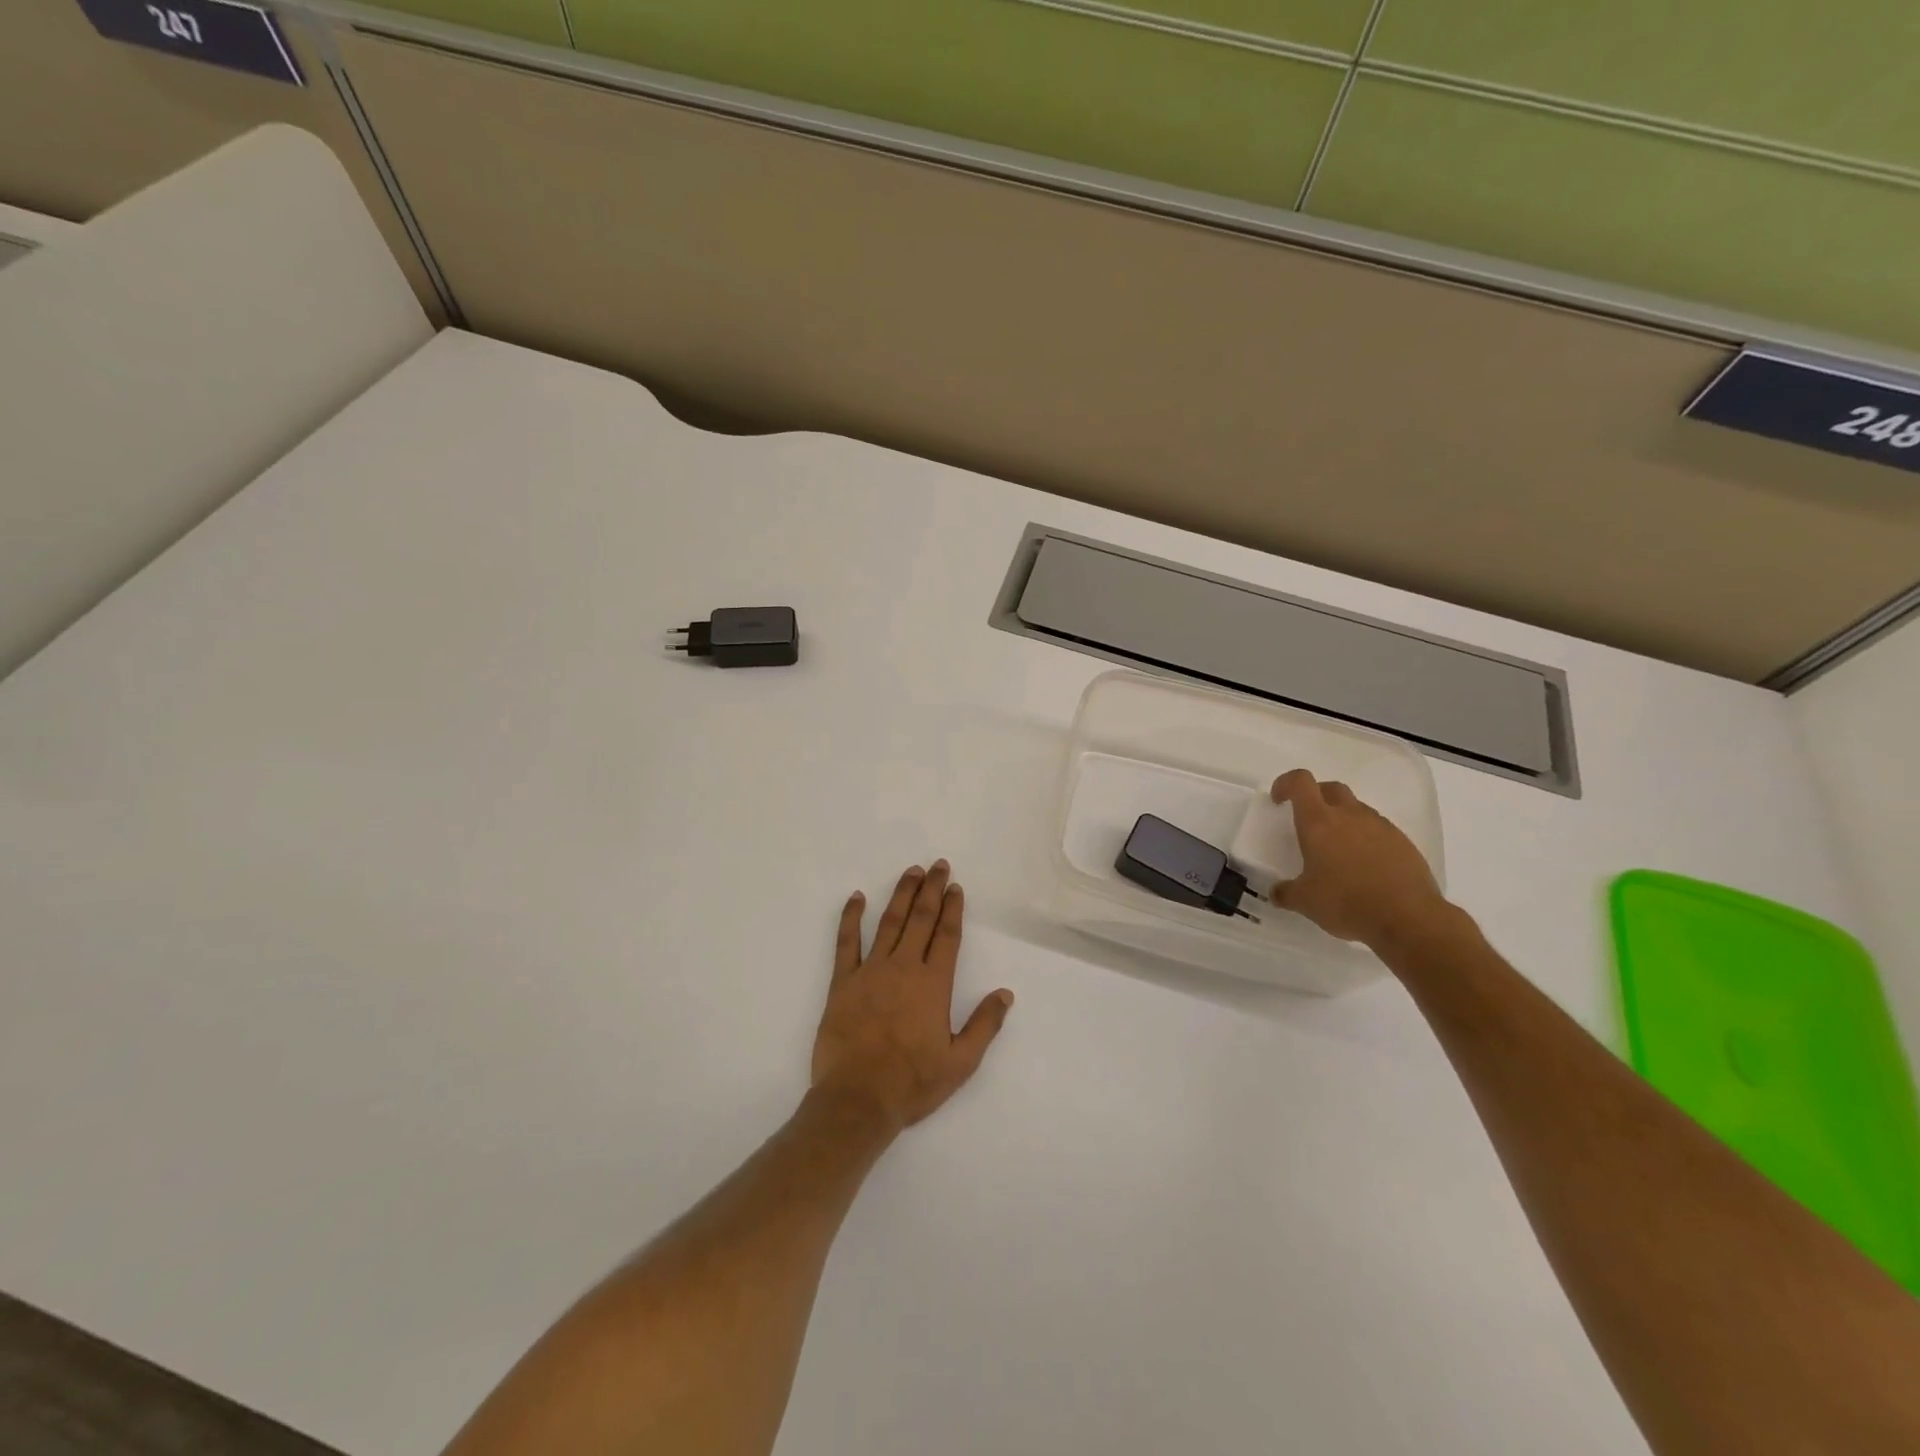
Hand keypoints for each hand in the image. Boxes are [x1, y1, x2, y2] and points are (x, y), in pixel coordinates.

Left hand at [811, 862, 1013, 1133]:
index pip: (947, 936)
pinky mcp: (842, 982)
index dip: (953, 909)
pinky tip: (856, 898)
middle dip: (931, 890)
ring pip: (888, 922)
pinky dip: (850, 918)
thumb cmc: (912, 1083)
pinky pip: (846, 943)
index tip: (956, 888)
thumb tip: (1005, 993)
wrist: (857, 1100)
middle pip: (920, 919)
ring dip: (901, 894)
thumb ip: (984, 1025)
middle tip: (938, 865)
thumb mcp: (960, 1062)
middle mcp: (904, 968)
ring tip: (911, 871)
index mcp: (933, 984)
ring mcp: (870, 971)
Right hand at [1269, 769, 1450, 948]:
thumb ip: (1286, 892)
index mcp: (1319, 822)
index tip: (1279, 800)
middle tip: (1308, 821)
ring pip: (1357, 809)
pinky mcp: (1403, 842)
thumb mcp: (1305, 902)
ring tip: (1338, 850)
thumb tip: (1277, 892)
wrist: (1408, 919)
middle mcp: (1350, 815)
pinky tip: (1365, 866)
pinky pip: (1379, 830)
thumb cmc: (1346, 902)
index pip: (1300, 781)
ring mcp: (1380, 826)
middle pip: (1331, 788)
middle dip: (1316, 797)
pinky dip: (1366, 838)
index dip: (1286, 783)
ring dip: (1343, 819)